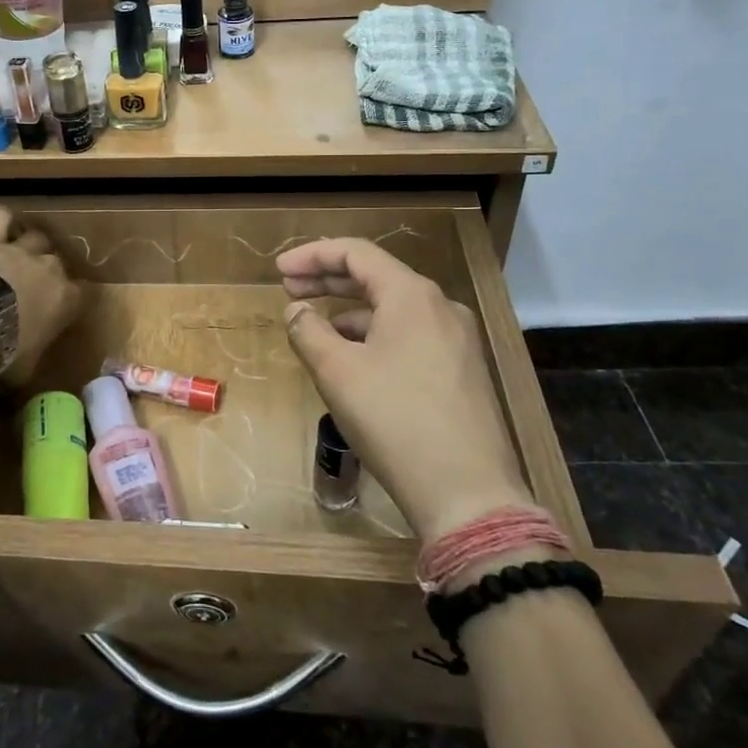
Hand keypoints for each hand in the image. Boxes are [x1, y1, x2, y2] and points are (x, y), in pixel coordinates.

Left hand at [0, 204, 82, 381]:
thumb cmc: (5, 355)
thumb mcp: (25, 371)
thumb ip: (31, 367)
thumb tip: (22, 388)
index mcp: (67, 300)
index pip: (83, 294)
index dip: (73, 300)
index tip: (62, 310)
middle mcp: (50, 269)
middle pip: (59, 262)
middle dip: (50, 273)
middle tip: (35, 288)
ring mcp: (21, 250)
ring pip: (38, 236)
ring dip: (33, 245)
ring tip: (22, 256)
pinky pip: (3, 216)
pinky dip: (5, 218)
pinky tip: (4, 224)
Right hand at [278, 237, 532, 539]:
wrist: (467, 493)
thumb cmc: (394, 419)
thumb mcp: (337, 371)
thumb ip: (308, 330)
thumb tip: (296, 310)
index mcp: (412, 296)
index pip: (356, 253)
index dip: (313, 255)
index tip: (279, 270)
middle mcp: (440, 308)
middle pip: (376, 277)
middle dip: (328, 280)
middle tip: (288, 288)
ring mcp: (457, 340)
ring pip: (393, 310)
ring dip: (349, 312)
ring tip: (315, 331)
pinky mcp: (461, 371)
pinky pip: (409, 336)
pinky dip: (374, 337)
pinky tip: (353, 362)